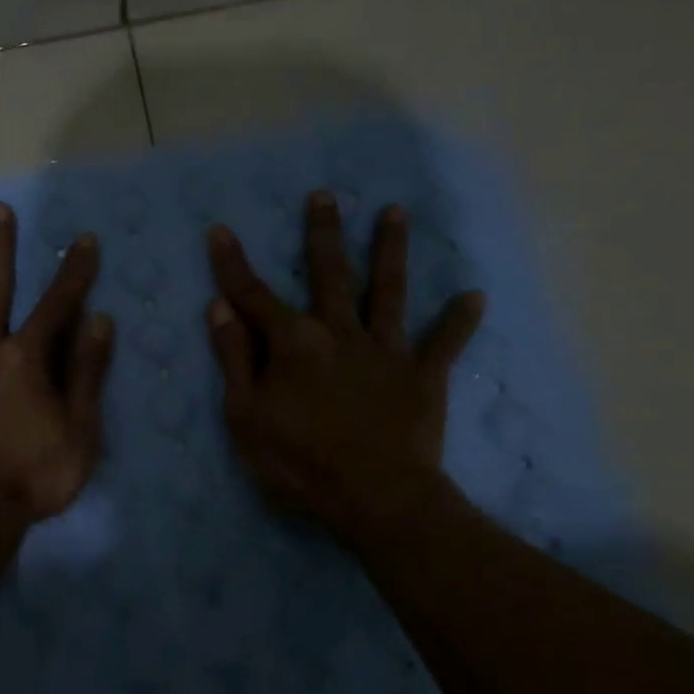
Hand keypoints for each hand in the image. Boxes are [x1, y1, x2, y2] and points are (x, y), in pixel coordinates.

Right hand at [207, 191, 484, 546]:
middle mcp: (340, 333)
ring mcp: (385, 351)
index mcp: (294, 344)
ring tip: (395, 213)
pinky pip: (444, 344)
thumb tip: (220, 309)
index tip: (220, 230)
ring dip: (390, 251)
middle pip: (330, 274)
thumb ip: (235, 360)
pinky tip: (474, 295)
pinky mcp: (423, 376)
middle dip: (323, 234)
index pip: (254, 296)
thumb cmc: (299, 462)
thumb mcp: (246, 416)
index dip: (233, 265)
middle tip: (325, 195)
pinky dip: (459, 321)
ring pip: (387, 292)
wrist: (376, 497)